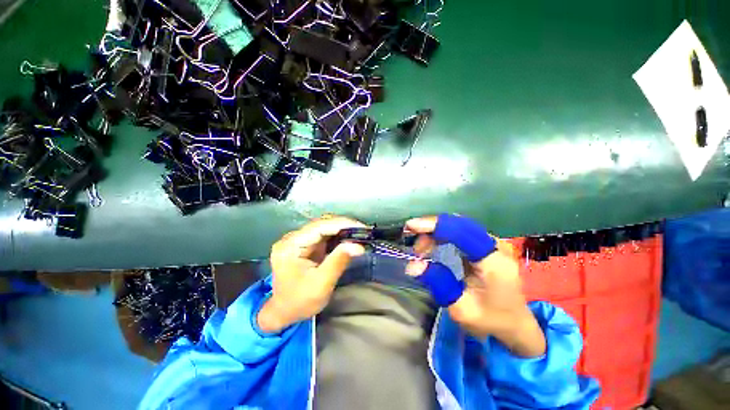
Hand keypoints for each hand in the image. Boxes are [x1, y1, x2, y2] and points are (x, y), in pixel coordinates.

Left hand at [257, 216, 365, 333]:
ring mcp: (298, 240)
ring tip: (359, 233)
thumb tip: (358, 246)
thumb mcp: (321, 284)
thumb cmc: (300, 302)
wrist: (284, 312)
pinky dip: (337, 236)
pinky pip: (324, 235)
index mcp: (291, 246)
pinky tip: (349, 238)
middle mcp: (292, 239)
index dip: (341, 224)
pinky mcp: (305, 245)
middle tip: (363, 231)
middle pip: (321, 224)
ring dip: (342, 229)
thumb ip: (338, 262)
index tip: (361, 227)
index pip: (319, 227)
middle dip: (343, 225)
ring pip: (324, 227)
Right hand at [406, 214, 545, 356]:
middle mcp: (495, 246)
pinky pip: (459, 232)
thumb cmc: (491, 320)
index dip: (435, 225)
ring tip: (420, 251)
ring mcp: (491, 244)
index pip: (462, 232)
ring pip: (457, 226)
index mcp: (494, 262)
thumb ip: (438, 283)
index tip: (411, 226)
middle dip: (431, 229)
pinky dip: (441, 236)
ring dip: (435, 233)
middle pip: (458, 225)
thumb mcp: (461, 308)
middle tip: (413, 244)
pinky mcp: (485, 245)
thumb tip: (412, 265)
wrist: (515, 324)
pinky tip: (431, 245)